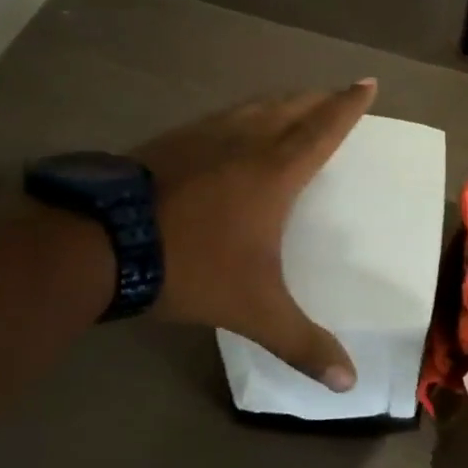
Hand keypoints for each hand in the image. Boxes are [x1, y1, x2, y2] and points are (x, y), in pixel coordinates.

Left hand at [135, 82, 375, 390]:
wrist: (99, 245)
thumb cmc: (191, 267)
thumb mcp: (254, 310)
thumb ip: (302, 344)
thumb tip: (349, 384)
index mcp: (275, 171)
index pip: (323, 129)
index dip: (348, 106)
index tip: (367, 82)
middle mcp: (245, 142)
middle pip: (291, 108)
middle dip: (318, 98)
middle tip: (335, 93)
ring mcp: (203, 137)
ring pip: (253, 107)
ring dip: (280, 102)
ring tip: (292, 103)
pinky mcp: (169, 142)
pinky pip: (220, 117)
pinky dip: (241, 114)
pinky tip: (229, 128)